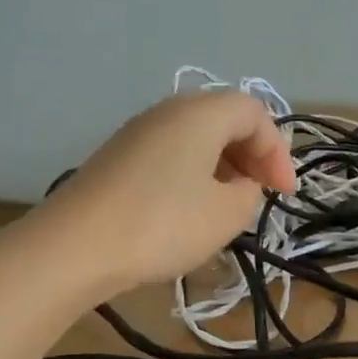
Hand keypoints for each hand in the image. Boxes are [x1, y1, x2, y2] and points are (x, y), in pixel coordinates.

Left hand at [40, 92, 295, 295]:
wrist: (74, 247)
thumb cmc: (162, 225)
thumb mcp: (226, 215)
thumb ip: (250, 192)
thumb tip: (242, 185)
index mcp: (201, 114)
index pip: (255, 113)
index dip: (278, 152)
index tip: (283, 194)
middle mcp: (168, 111)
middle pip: (225, 118)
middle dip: (252, 154)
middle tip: (261, 193)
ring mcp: (138, 132)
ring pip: (196, 136)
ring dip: (223, 165)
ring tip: (230, 205)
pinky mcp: (118, 157)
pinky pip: (171, 152)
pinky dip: (194, 172)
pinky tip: (191, 208)